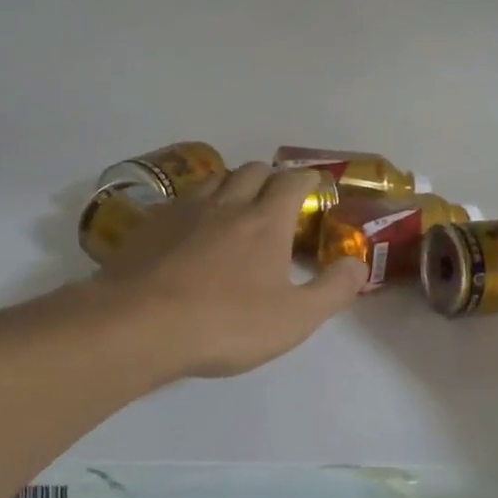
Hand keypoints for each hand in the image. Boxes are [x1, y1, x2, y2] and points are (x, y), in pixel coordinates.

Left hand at [97, 164, 366, 378]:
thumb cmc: (226, 323)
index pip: (292, 182)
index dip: (308, 179)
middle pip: (252, 171)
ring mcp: (184, 211)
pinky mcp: (151, 225)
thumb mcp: (295, 318)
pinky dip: (197, 203)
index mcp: (265, 222)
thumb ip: (333, 290)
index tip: (314, 185)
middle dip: (270, 178)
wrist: (139, 326)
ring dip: (233, 184)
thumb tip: (359, 264)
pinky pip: (182, 200)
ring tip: (237, 205)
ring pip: (215, 179)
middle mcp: (227, 205)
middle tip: (277, 198)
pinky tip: (193, 227)